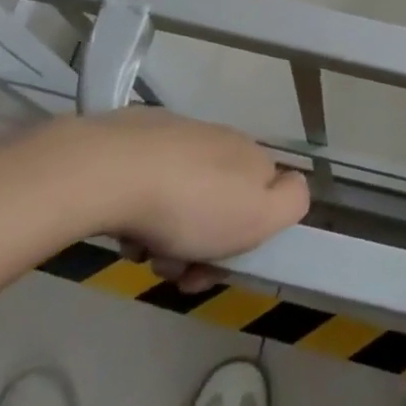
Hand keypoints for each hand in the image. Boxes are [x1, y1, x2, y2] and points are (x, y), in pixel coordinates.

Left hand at [53, 109, 308, 291]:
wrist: (112, 169)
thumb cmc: (191, 203)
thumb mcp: (259, 214)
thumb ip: (292, 201)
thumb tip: (293, 187)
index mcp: (251, 155)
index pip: (264, 197)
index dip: (246, 240)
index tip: (218, 267)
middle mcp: (220, 139)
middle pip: (220, 203)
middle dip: (201, 245)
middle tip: (172, 269)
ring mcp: (177, 136)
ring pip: (182, 198)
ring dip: (167, 235)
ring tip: (142, 251)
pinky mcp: (136, 139)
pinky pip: (148, 185)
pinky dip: (140, 212)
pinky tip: (123, 229)